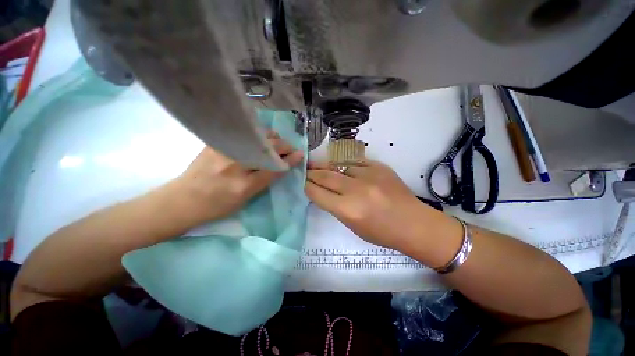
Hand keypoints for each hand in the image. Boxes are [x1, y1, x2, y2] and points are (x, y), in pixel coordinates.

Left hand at [171, 132, 302, 224]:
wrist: (183, 199)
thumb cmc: (217, 206)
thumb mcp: (245, 199)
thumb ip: (264, 181)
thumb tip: (281, 166)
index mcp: (243, 185)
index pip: (274, 168)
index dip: (290, 160)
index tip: (300, 154)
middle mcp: (234, 165)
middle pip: (267, 149)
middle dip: (284, 147)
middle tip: (290, 149)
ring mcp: (224, 150)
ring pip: (256, 137)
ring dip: (272, 139)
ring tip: (276, 144)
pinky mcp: (216, 142)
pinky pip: (243, 134)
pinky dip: (257, 135)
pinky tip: (261, 139)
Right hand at [305, 160, 435, 249]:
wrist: (413, 223)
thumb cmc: (381, 232)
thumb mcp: (352, 225)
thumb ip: (335, 207)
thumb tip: (322, 192)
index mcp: (347, 209)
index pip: (317, 193)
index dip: (307, 186)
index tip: (302, 182)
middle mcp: (356, 190)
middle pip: (325, 176)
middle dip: (312, 173)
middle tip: (305, 170)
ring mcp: (369, 175)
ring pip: (339, 165)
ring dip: (326, 166)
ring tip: (317, 164)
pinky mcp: (379, 167)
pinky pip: (355, 162)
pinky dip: (344, 164)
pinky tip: (340, 166)